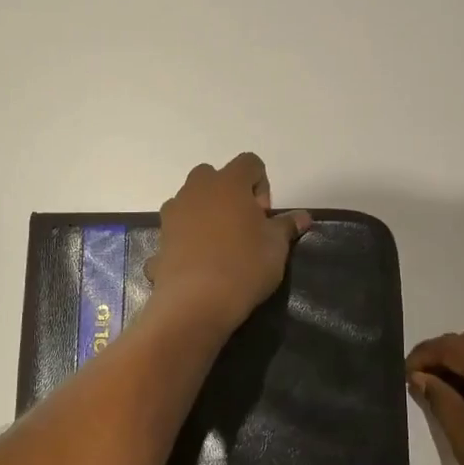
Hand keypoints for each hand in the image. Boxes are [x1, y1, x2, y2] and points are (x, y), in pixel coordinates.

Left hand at [146, 153, 310, 331]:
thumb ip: (287, 226)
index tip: (263, 216)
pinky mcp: (160, 237)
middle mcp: (197, 189)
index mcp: (229, 182)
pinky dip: (188, 238)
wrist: (195, 302)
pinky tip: (200, 264)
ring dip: (206, 213)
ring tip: (220, 246)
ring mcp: (174, 212)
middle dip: (229, 195)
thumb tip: (303, 216)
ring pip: (192, 200)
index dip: (261, 186)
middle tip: (242, 227)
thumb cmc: (244, 266)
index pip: (249, 162)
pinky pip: (178, 229)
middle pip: (215, 176)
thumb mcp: (276, 247)